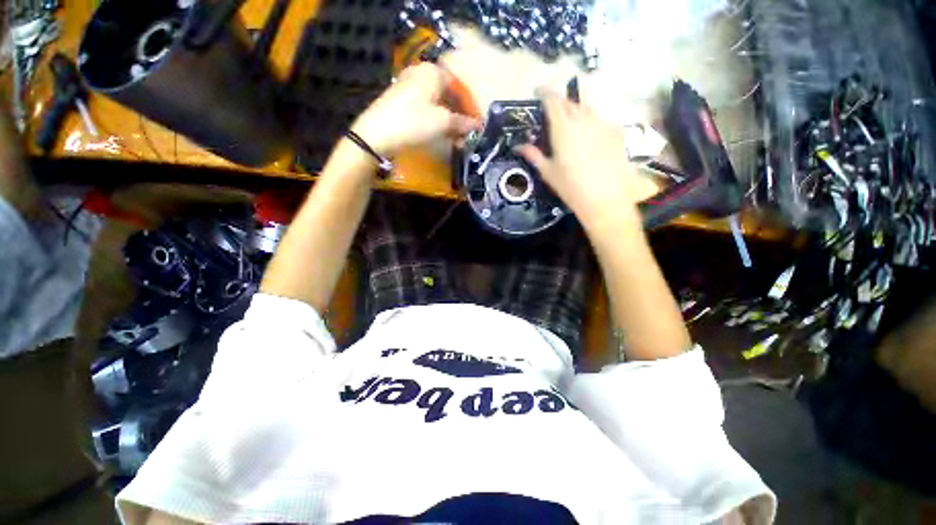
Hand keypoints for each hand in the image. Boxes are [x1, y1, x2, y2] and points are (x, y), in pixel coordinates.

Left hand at [351, 63, 481, 156]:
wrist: (376, 134)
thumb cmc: (413, 123)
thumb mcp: (442, 123)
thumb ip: (462, 123)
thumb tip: (477, 125)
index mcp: (433, 72)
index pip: (459, 87)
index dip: (469, 107)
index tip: (475, 125)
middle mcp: (421, 73)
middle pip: (447, 94)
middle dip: (458, 115)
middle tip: (465, 133)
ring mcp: (408, 85)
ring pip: (436, 101)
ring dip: (447, 119)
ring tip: (453, 137)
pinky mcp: (400, 99)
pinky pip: (425, 106)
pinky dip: (434, 118)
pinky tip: (438, 132)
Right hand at [517, 89, 642, 228]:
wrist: (606, 198)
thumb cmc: (570, 187)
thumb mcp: (548, 172)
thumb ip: (533, 155)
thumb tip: (519, 146)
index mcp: (563, 128)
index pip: (553, 101)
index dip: (544, 92)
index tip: (537, 91)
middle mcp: (583, 119)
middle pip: (569, 102)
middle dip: (559, 101)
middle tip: (552, 109)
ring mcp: (602, 123)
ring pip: (586, 108)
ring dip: (575, 109)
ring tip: (570, 121)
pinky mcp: (616, 131)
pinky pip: (599, 119)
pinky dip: (589, 121)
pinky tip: (588, 135)